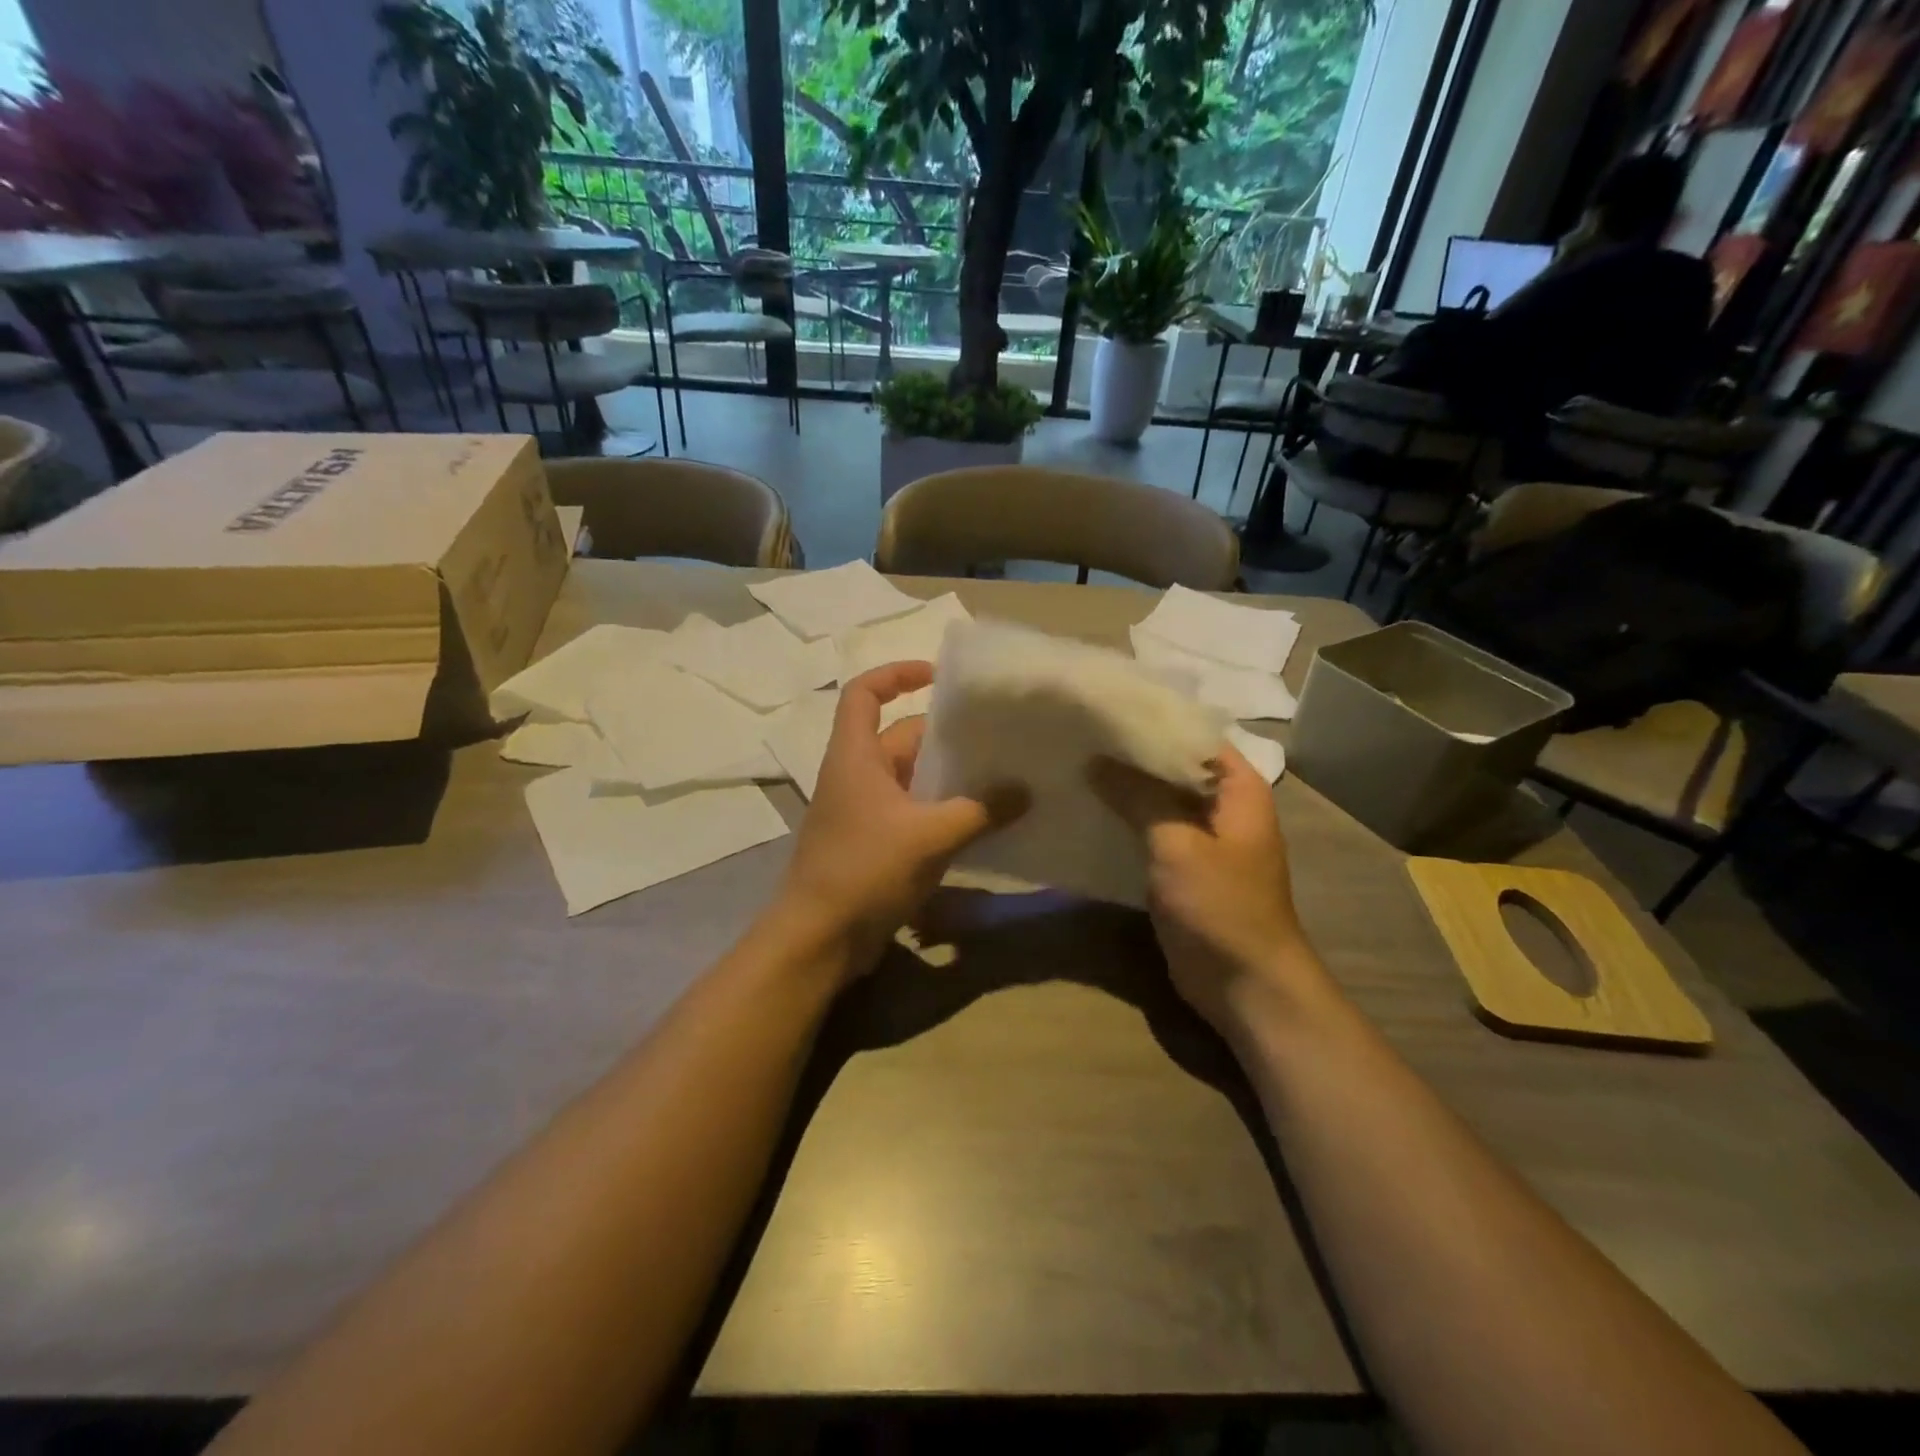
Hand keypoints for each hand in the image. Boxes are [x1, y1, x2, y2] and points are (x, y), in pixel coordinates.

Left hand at [778, 661, 1026, 975]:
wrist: (818, 940)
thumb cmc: (864, 870)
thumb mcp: (929, 836)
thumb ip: (980, 810)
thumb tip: (1025, 790)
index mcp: (855, 756)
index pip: (864, 693)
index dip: (896, 674)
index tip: (939, 676)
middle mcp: (857, 775)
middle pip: (903, 737)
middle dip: (947, 736)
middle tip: (999, 737)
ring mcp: (865, 812)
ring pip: (913, 779)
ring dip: (951, 777)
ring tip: (1002, 777)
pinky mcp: (875, 844)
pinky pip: (914, 813)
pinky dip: (944, 812)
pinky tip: (983, 823)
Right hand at [1090, 745, 1320, 1033]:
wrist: (1245, 986)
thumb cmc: (1221, 907)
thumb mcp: (1177, 844)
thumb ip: (1138, 796)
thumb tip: (1096, 758)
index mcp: (1237, 787)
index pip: (1192, 733)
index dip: (1150, 718)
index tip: (1103, 706)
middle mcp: (1221, 805)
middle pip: (1171, 766)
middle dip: (1128, 754)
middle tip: (1078, 733)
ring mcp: (1201, 838)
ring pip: (1157, 800)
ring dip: (1122, 788)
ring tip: (1072, 764)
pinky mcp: (1181, 868)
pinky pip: (1149, 832)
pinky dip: (1123, 821)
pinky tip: (1084, 810)